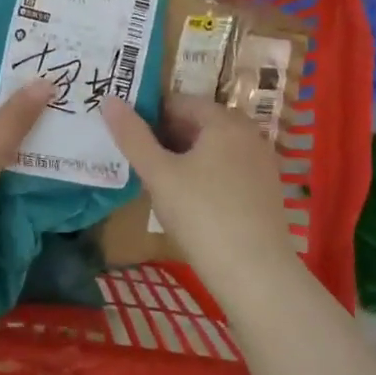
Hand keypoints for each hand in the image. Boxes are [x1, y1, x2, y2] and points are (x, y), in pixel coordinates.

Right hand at [103, 94, 301, 304]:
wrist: (256, 274)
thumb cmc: (202, 215)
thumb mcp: (158, 174)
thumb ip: (132, 135)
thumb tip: (110, 100)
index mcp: (224, 120)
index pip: (179, 102)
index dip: (150, 116)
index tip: (129, 139)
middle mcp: (248, 133)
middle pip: (198, 123)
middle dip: (167, 137)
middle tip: (140, 163)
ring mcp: (261, 162)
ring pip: (213, 147)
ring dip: (185, 157)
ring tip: (160, 182)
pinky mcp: (266, 189)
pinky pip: (228, 168)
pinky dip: (206, 174)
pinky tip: (190, 201)